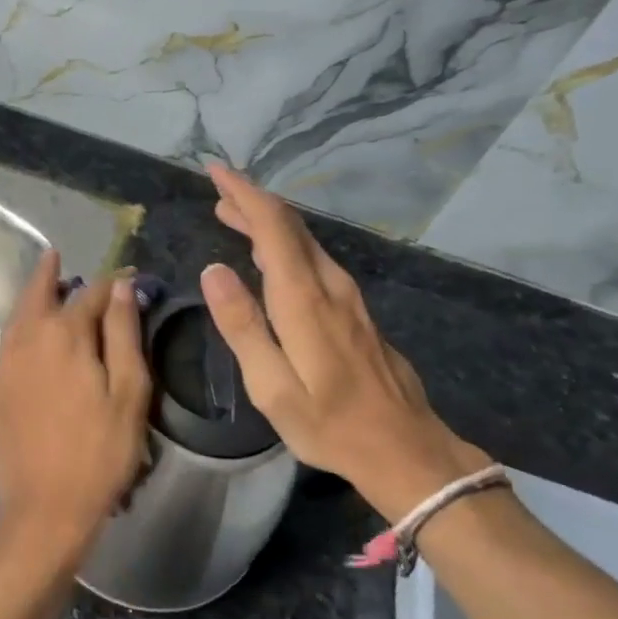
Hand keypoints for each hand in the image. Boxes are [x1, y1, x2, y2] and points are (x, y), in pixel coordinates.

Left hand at [0, 251, 150, 576]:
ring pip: (19, 314)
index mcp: (64, 334)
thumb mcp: (128, 392)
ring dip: (33, 296)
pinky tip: (34, 332)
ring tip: (48, 287)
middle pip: (38, 292)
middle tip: (58, 256)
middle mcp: (27, 338)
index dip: (112, 282)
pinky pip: (9, 338)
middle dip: (50, 273)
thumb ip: (124, 334)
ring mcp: (6, 363)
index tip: (128, 276)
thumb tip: (121, 286)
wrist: (45, 506)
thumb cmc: (100, 451)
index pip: (91, 293)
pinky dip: (22, 322)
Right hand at [199, 163, 492, 522]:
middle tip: (218, 191)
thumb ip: (242, 326)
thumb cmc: (329, 423)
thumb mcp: (272, 386)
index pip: (272, 226)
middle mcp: (329, 285)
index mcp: (304, 299)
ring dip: (268, 222)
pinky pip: (315, 259)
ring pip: (304, 241)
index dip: (243, 193)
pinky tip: (271, 256)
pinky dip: (285, 244)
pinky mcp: (355, 311)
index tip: (216, 170)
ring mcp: (348, 297)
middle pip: (290, 226)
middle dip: (253, 201)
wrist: (404, 448)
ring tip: (234, 215)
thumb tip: (213, 270)